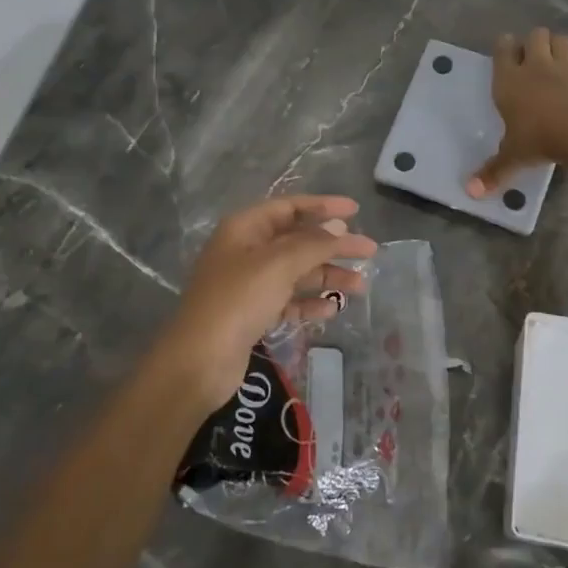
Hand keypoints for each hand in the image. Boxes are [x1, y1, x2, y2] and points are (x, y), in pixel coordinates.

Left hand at [154, 195, 377, 414]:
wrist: (199, 361)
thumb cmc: (237, 300)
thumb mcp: (278, 264)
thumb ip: (313, 243)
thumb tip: (339, 226)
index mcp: (245, 228)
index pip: (289, 207)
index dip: (323, 206)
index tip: (356, 211)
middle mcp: (246, 250)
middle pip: (297, 240)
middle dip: (332, 246)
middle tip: (368, 252)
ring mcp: (248, 284)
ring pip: (296, 272)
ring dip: (327, 276)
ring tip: (360, 287)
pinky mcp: (252, 314)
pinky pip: (288, 300)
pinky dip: (309, 302)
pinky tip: (331, 309)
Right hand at [468, 27, 567, 196]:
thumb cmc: (540, 140)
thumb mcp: (513, 157)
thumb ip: (493, 171)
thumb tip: (470, 192)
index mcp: (510, 80)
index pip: (503, 49)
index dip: (504, 46)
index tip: (505, 50)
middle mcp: (537, 65)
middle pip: (535, 35)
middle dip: (534, 42)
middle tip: (534, 58)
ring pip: (561, 39)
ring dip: (558, 46)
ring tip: (557, 60)